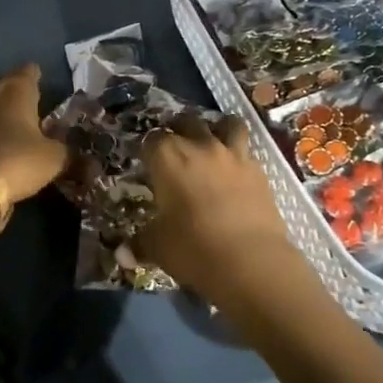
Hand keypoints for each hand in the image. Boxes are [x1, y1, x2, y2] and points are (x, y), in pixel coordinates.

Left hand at [0, 63, 68, 203]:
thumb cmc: (16, 160)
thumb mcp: (53, 161)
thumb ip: (72, 158)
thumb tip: (94, 166)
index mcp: (17, 89)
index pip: (29, 71)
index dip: (37, 77)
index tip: (43, 85)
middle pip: (4, 83)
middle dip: (15, 93)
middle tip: (29, 108)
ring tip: (7, 125)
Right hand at [136, 114, 318, 318]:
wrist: (250, 261)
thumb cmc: (193, 248)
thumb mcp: (157, 247)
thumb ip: (140, 243)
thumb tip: (123, 253)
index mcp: (167, 157)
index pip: (151, 139)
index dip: (148, 149)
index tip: (147, 163)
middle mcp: (199, 146)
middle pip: (187, 121)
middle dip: (179, 129)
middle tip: (176, 149)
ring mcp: (232, 155)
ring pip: (226, 123)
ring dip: (218, 129)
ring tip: (213, 143)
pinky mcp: (259, 170)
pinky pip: (247, 151)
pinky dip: (240, 156)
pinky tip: (236, 171)